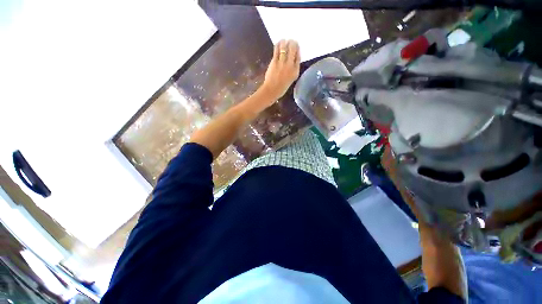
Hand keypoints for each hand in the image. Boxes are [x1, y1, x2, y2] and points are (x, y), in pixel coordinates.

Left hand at [261, 39, 300, 101]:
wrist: (272, 90)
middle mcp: (290, 66)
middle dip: (293, 43)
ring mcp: (282, 63)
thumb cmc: (281, 87)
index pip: (298, 57)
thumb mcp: (291, 79)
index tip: (297, 46)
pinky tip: (279, 42)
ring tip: (285, 40)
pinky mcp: (275, 62)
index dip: (298, 50)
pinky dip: (278, 45)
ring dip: (285, 42)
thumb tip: (293, 59)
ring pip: (285, 48)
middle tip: (291, 40)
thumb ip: (293, 70)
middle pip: (293, 50)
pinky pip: (277, 50)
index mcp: (295, 71)